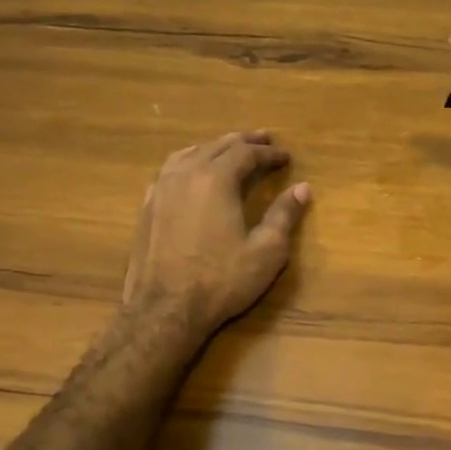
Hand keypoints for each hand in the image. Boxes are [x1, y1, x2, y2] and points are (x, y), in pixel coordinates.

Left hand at [122, 132, 310, 343]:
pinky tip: (192, 171)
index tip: (286, 156)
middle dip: (244, 142)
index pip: (247, 154)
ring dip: (214, 147)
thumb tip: (302, 188)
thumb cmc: (220, 280)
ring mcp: (162, 189)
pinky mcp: (147, 206)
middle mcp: (186, 174)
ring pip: (190, 153)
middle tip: (263, 139)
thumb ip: (284, 215)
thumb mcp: (266, 251)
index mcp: (216, 179)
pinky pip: (170, 170)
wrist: (164, 310)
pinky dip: (189, 161)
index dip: (269, 153)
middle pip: (217, 146)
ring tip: (229, 148)